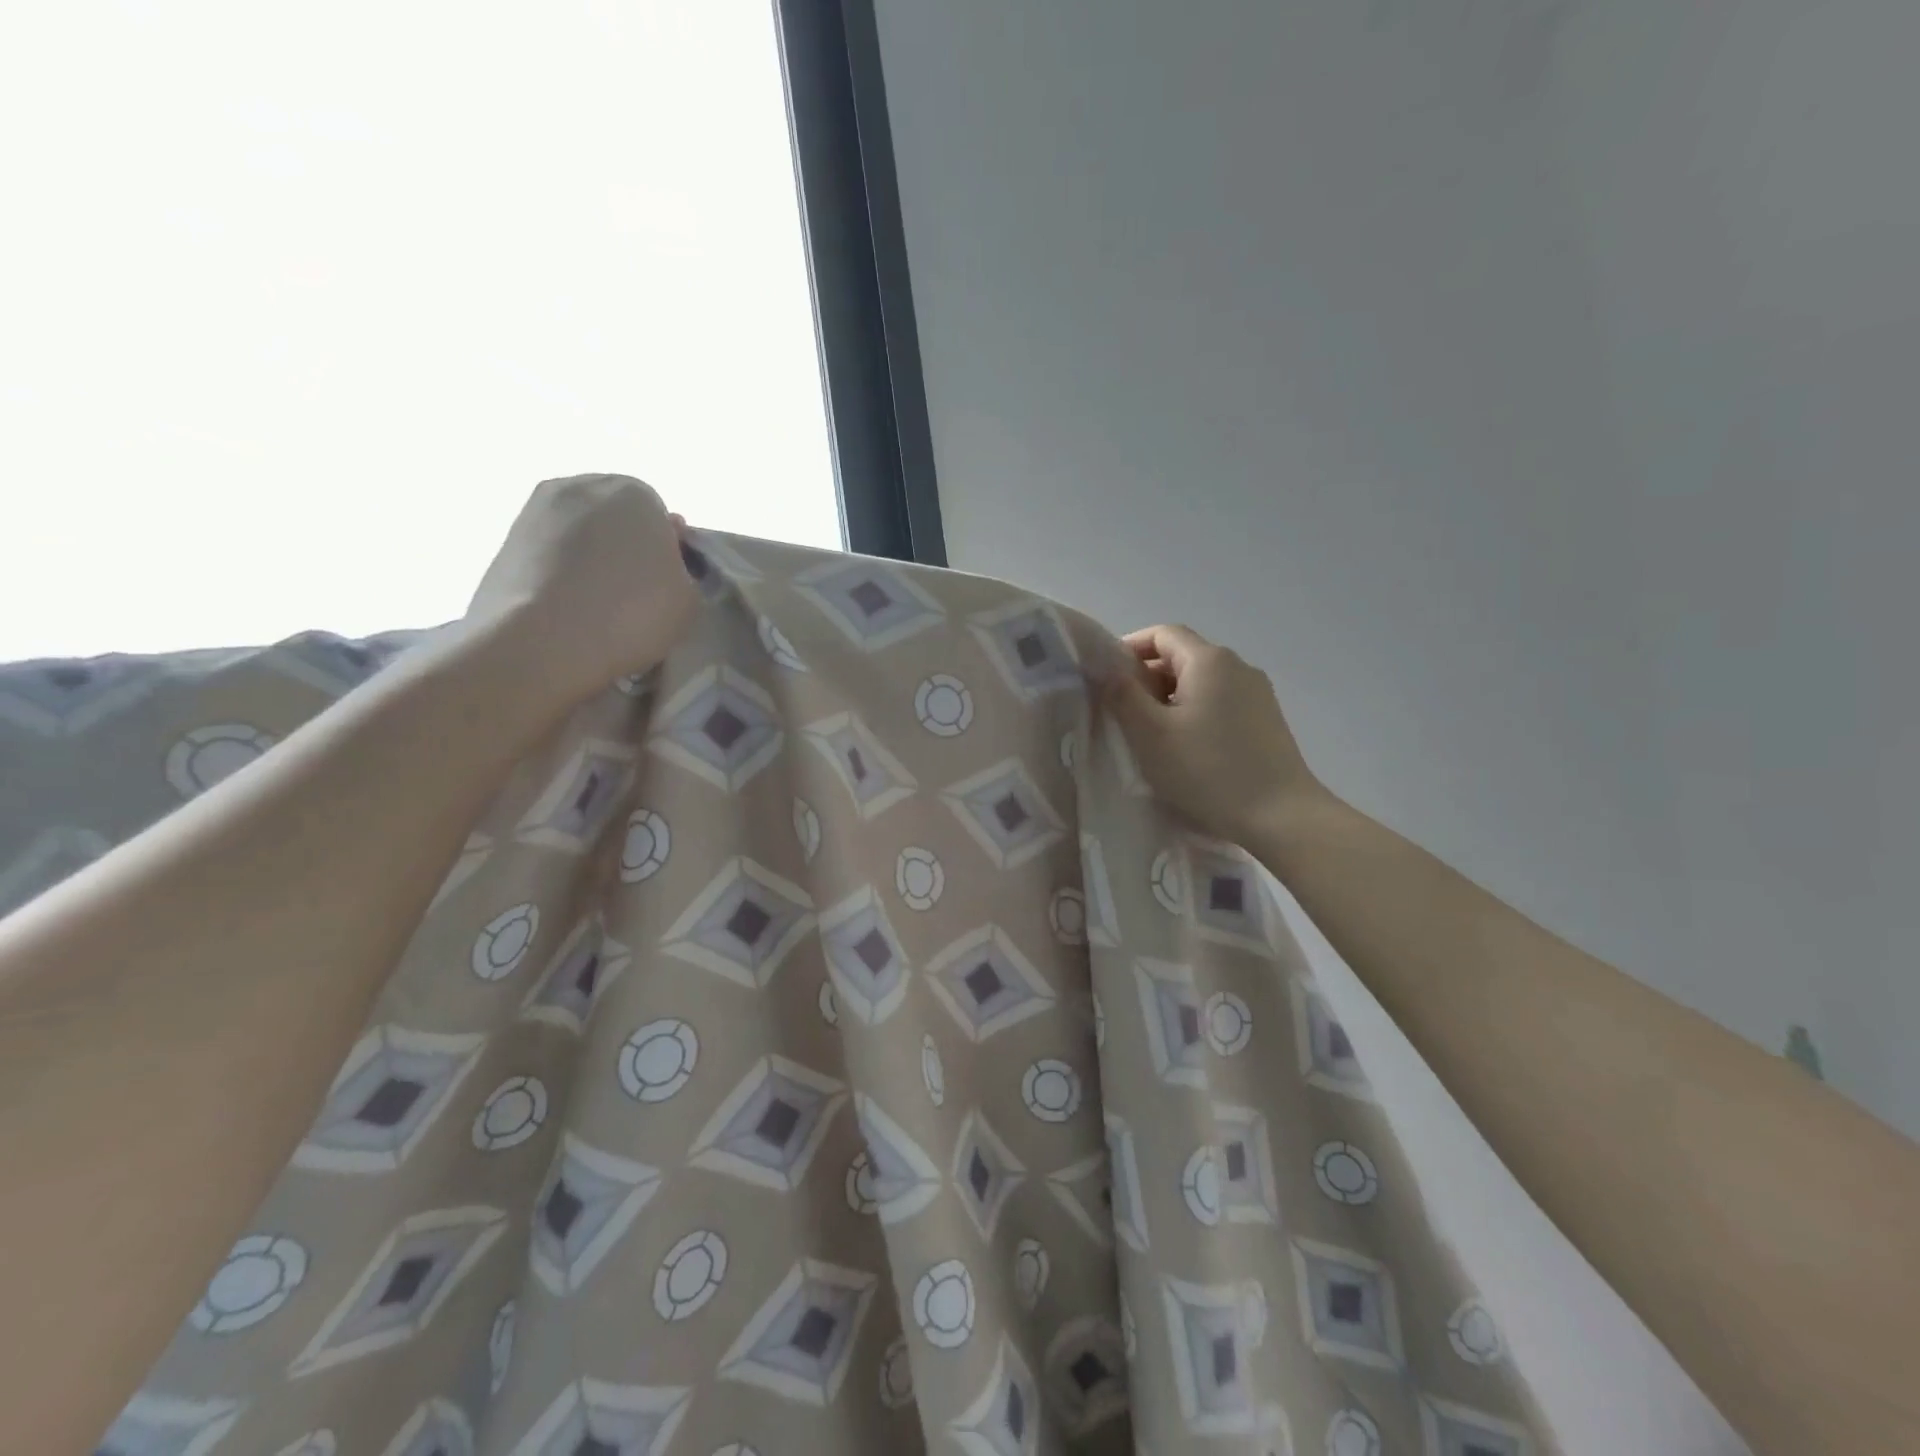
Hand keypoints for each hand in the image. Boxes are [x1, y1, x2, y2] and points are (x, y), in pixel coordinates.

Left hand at [464, 474, 699, 708]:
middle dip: (625, 546)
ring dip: (590, 557)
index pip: (660, 517)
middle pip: (617, 517)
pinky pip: (549, 551)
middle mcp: (583, 485)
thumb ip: (683, 569)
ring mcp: (536, 508)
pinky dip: (558, 570)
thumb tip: (661, 557)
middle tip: (632, 593)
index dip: (666, 552)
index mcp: (635, 492)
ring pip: (580, 532)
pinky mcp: (505, 538)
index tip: (663, 585)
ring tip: (595, 604)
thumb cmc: (631, 615)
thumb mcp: (689, 600)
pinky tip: (565, 606)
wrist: (541, 642)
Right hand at [1104, 624, 1329, 845]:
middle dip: (1148, 676)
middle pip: (1183, 656)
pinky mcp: (1267, 720)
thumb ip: (1123, 695)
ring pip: (1202, 681)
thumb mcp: (1150, 734)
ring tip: (1152, 733)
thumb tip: (1107, 669)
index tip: (1107, 677)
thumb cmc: (1207, 771)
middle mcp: (1238, 666)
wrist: (1281, 817)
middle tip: (1122, 711)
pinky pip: (1221, 702)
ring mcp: (1258, 693)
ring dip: (1171, 697)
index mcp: (1209, 661)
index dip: (1130, 647)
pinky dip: (1195, 711)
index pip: (1163, 634)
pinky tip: (1187, 747)